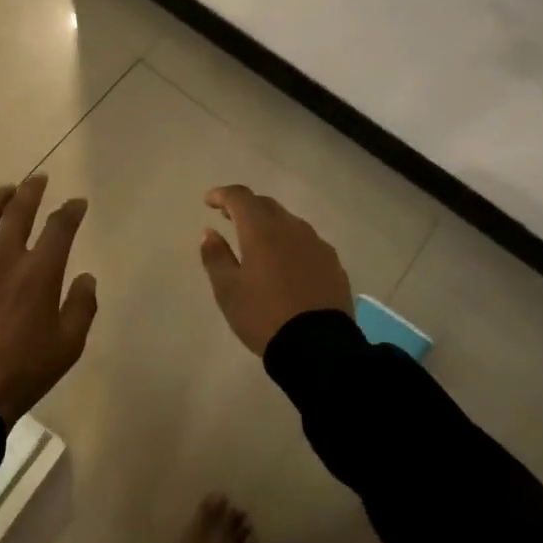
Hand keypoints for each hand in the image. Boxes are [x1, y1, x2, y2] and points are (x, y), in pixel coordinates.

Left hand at [0, 174, 96, 426]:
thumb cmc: (26, 372)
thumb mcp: (69, 345)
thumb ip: (82, 306)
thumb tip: (86, 277)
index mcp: (39, 273)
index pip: (59, 227)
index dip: (71, 210)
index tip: (77, 203)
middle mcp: (4, 260)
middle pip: (18, 212)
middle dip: (31, 191)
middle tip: (39, 180)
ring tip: (5, 191)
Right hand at [199, 185, 352, 355]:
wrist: (318, 348)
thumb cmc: (264, 316)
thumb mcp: (228, 291)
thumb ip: (216, 256)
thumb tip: (210, 232)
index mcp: (262, 230)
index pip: (240, 197)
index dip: (222, 194)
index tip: (209, 201)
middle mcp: (292, 228)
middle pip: (266, 205)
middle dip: (246, 207)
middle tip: (229, 217)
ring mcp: (316, 244)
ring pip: (288, 222)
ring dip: (269, 224)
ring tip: (257, 242)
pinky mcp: (333, 262)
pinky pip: (306, 242)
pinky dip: (290, 243)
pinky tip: (286, 263)